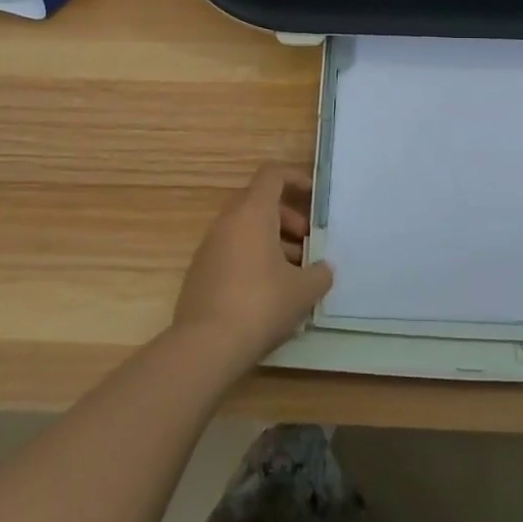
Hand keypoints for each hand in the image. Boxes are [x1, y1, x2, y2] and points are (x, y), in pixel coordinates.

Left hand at [172, 163, 333, 370]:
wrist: (205, 347)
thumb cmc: (260, 304)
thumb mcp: (302, 290)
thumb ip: (319, 274)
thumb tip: (323, 269)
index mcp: (252, 212)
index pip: (272, 174)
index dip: (295, 179)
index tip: (314, 199)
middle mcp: (227, 222)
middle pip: (260, 203)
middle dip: (287, 219)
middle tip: (306, 246)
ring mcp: (209, 247)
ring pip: (245, 230)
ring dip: (271, 243)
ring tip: (292, 276)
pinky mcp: (199, 273)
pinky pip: (231, 253)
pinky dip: (252, 261)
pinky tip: (268, 295)